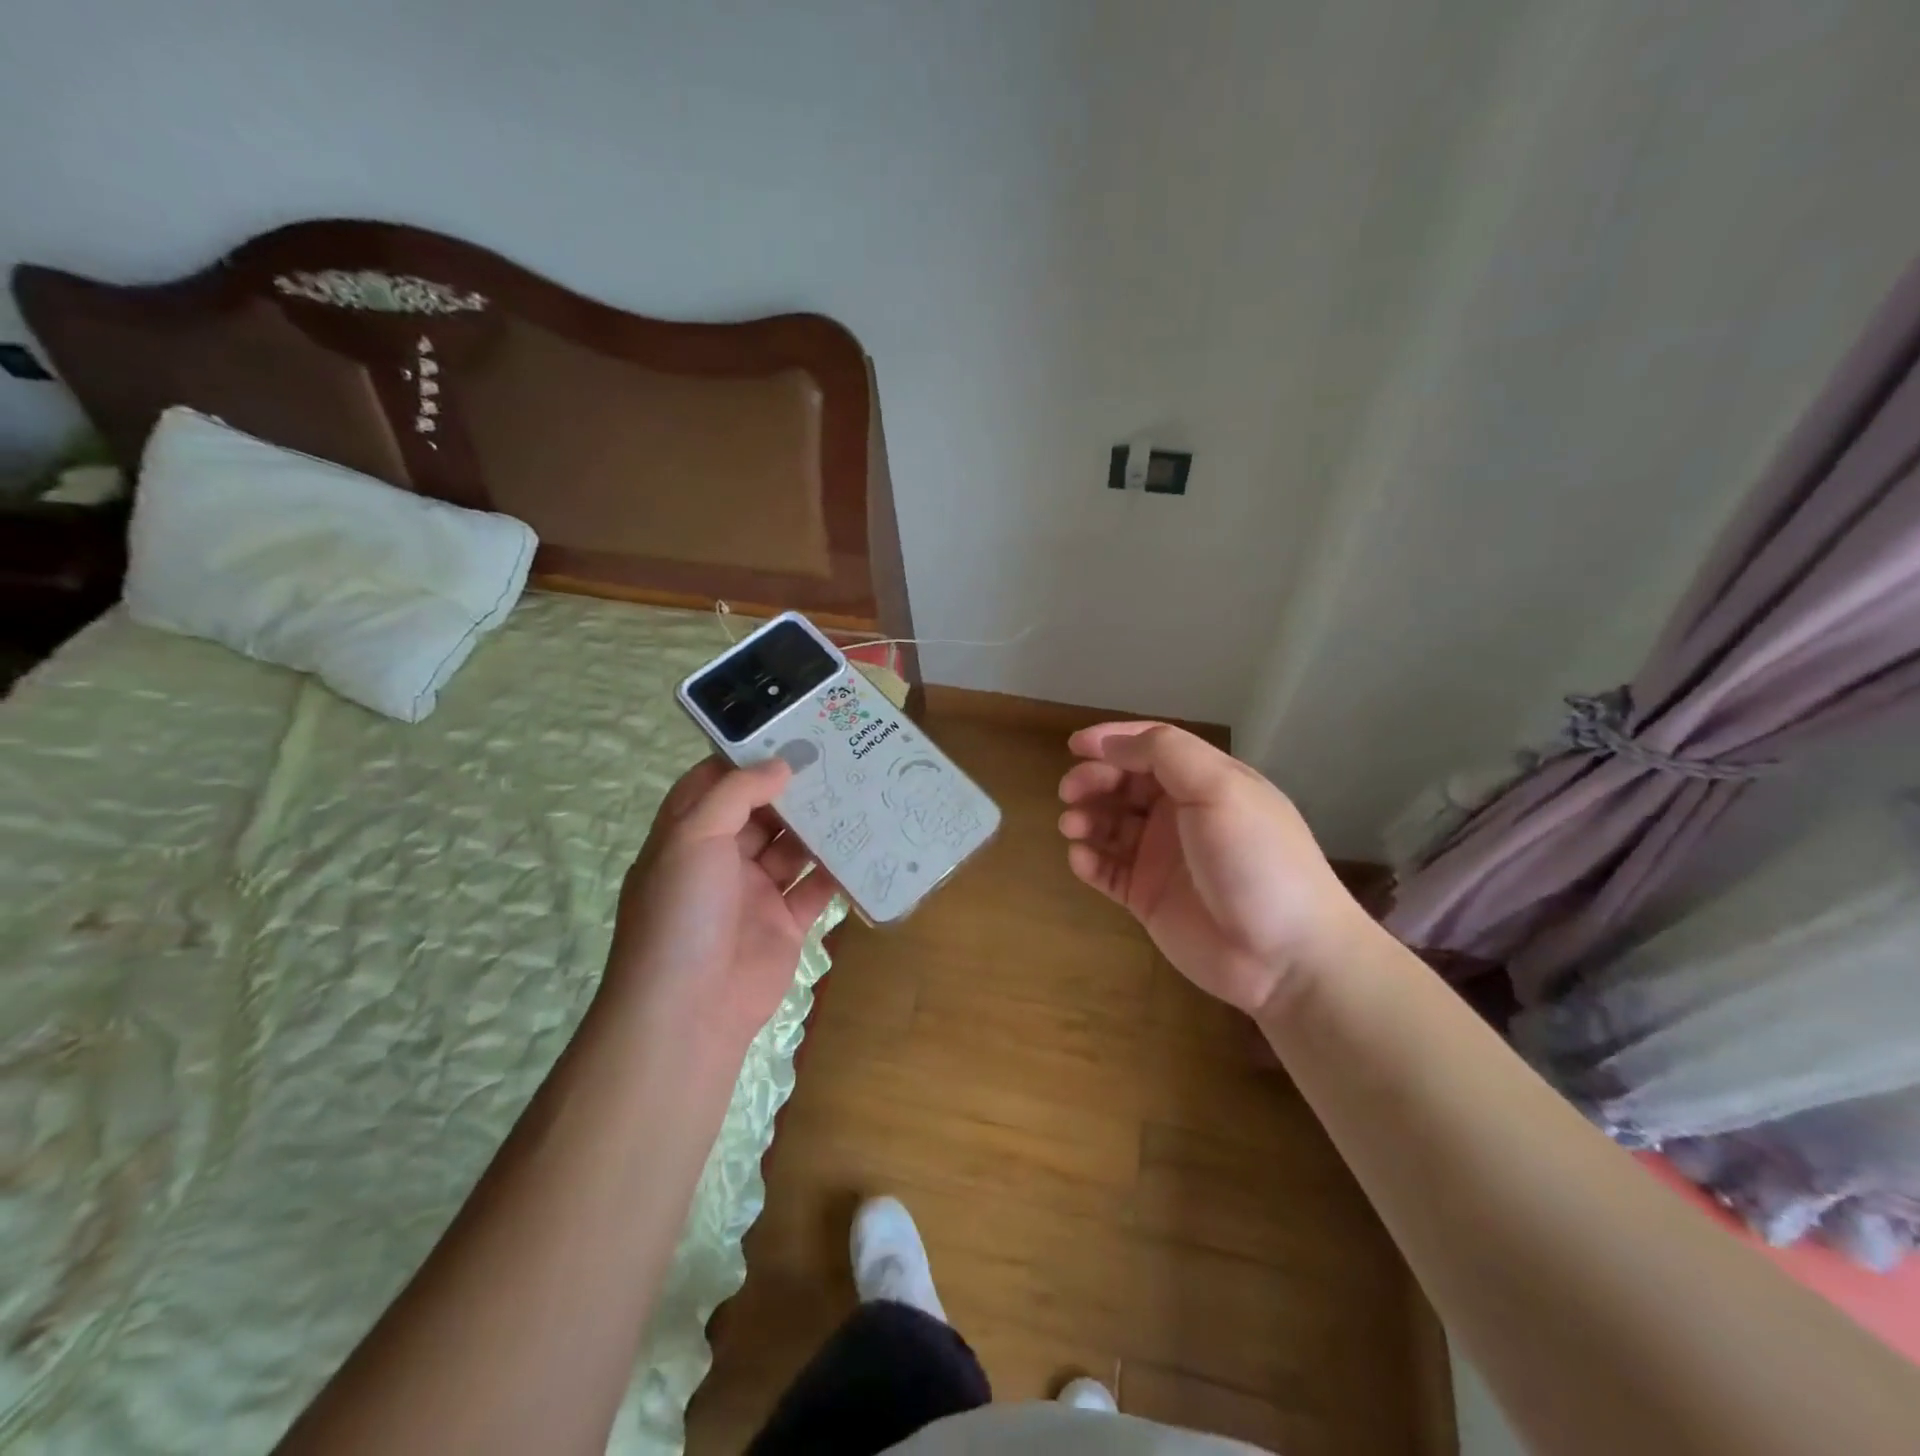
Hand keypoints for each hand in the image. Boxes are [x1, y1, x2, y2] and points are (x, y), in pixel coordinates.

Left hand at [602, 757, 839, 1048]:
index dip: (747, 759)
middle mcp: (720, 860)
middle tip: (838, 757)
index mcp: (689, 836)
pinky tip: (866, 844)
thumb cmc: (681, 913)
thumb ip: (736, 795)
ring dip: (820, 826)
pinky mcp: (785, 923)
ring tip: (860, 792)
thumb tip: (780, 764)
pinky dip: (837, 870)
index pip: (715, 785)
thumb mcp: (694, 838)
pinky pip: (816, 888)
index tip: (788, 732)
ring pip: (792, 848)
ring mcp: (755, 892)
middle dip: (793, 789)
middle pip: (761, 813)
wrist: (690, 1011)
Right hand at [1057, 722, 1365, 1014]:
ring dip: (1087, 819)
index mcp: (1206, 782)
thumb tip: (1112, 743)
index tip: (1074, 745)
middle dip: (1094, 781)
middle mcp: (1182, 815)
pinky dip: (1088, 860)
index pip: (1152, 748)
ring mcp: (1163, 858)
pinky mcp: (1148, 897)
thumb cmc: (1256, 860)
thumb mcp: (1220, 789)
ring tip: (1073, 826)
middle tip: (1069, 792)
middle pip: (1125, 785)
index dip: (1113, 740)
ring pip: (1111, 826)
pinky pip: (1108, 871)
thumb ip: (1165, 754)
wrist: (1285, 956)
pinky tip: (1081, 859)